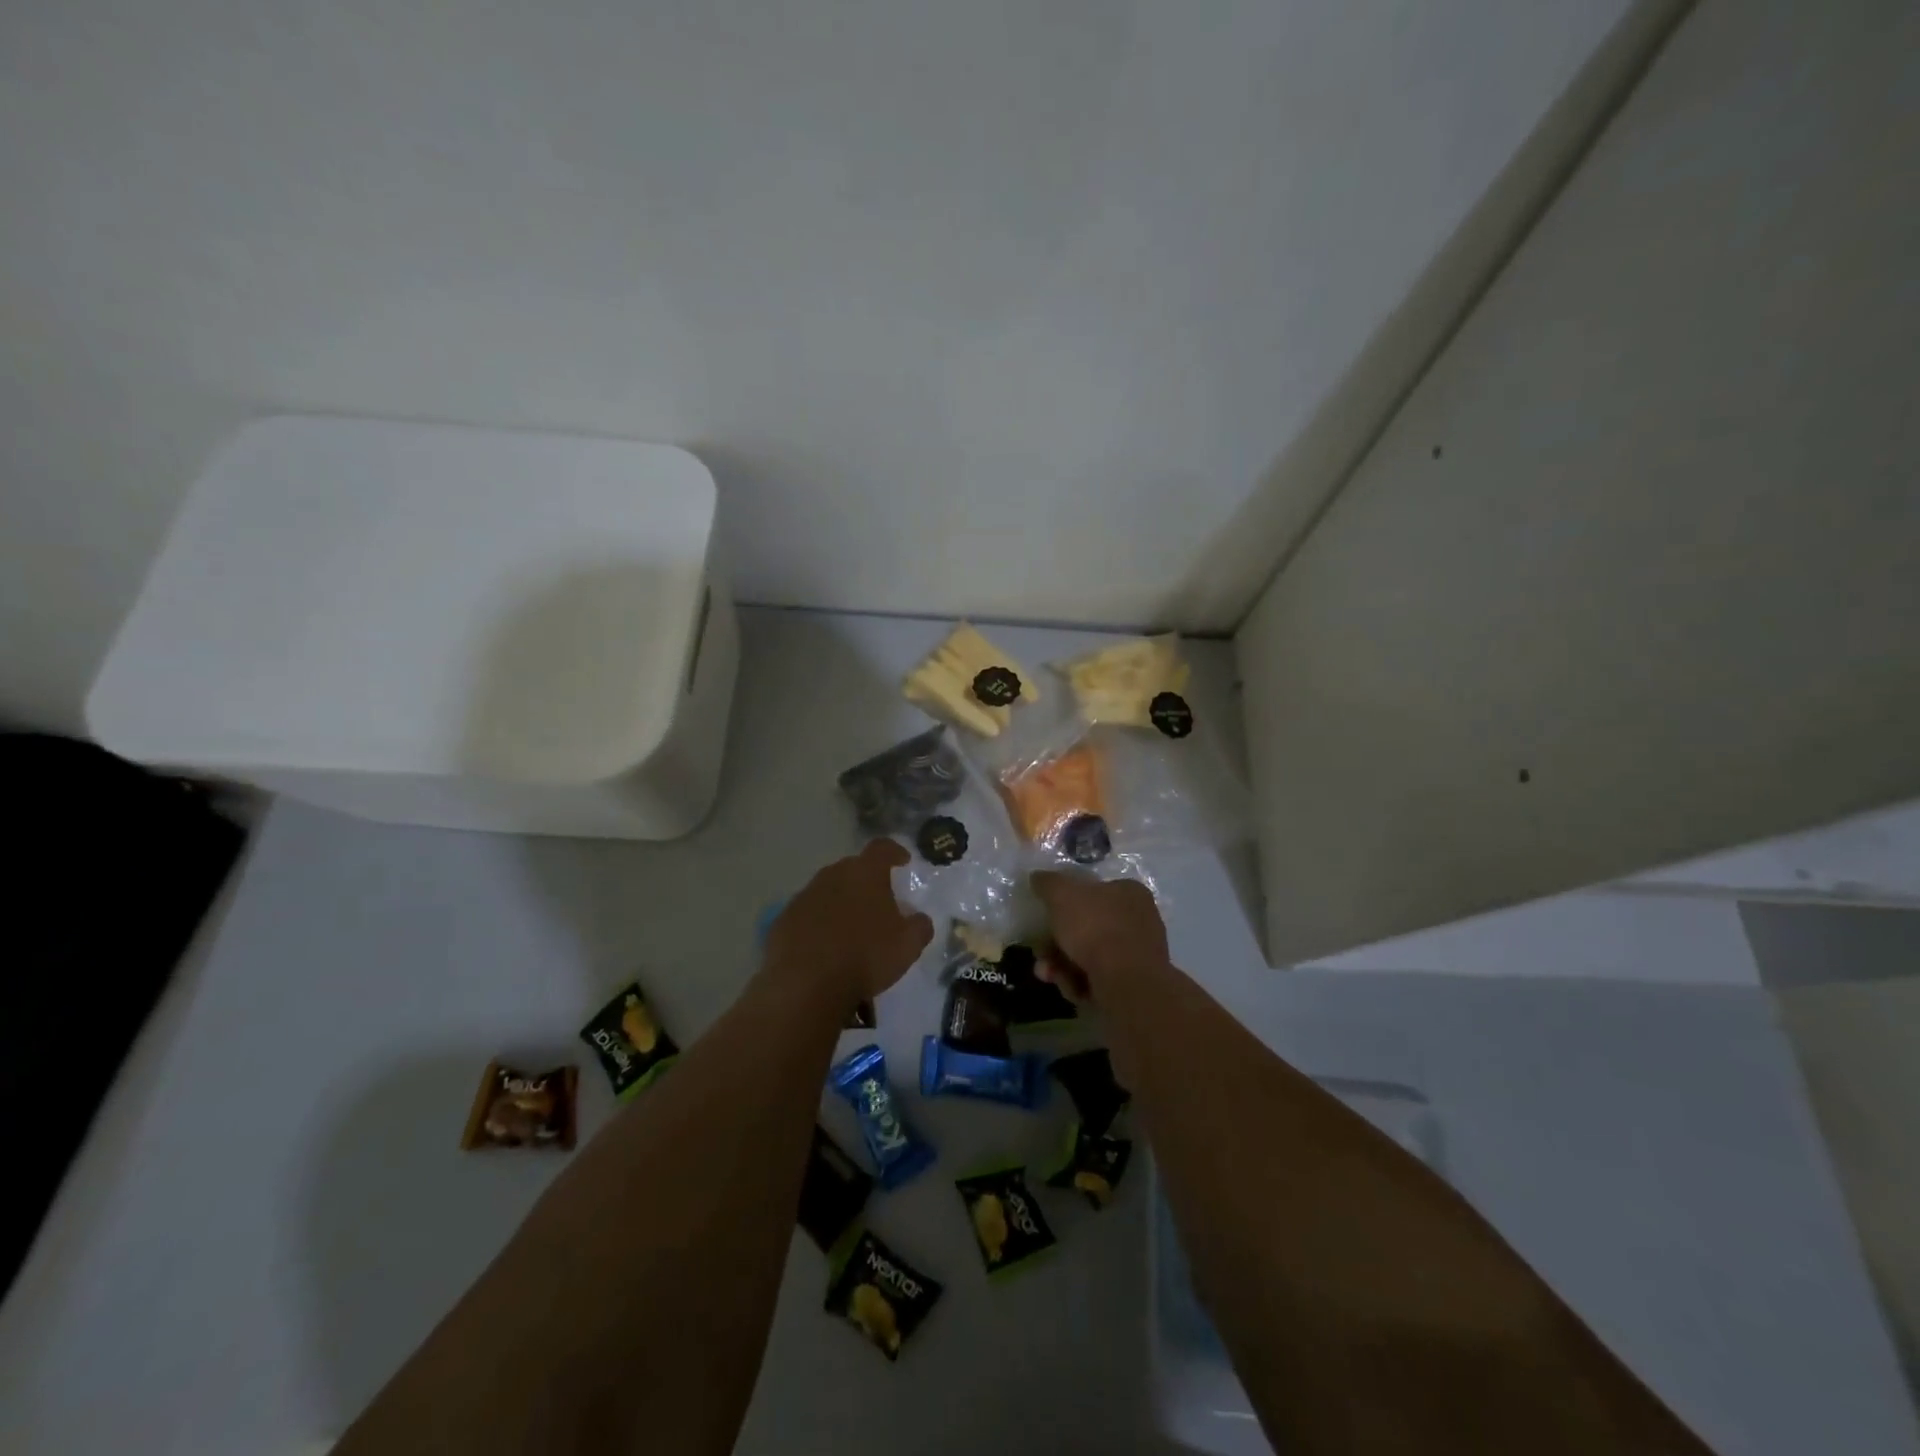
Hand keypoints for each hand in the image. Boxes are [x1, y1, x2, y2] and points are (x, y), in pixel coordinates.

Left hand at [767, 840, 932, 1006]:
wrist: (806, 985)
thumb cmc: (865, 957)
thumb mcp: (908, 945)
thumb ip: (919, 926)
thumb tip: (919, 918)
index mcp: (865, 873)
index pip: (882, 848)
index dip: (895, 852)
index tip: (903, 861)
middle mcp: (832, 875)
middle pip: (852, 868)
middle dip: (866, 880)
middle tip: (878, 902)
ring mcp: (804, 896)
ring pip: (828, 891)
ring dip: (841, 902)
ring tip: (851, 928)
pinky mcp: (784, 920)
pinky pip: (808, 914)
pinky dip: (818, 923)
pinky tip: (825, 947)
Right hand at [1031, 871, 1170, 1003]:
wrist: (1128, 985)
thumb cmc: (1096, 928)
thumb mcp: (1063, 894)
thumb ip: (1048, 883)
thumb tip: (1037, 877)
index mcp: (1130, 893)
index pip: (1094, 890)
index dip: (1065, 903)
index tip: (1045, 915)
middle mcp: (1138, 921)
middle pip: (1086, 927)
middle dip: (1056, 942)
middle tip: (1041, 951)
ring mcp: (1137, 955)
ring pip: (1088, 956)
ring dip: (1061, 965)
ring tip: (1048, 973)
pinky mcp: (1132, 985)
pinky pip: (1097, 979)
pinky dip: (1079, 983)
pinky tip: (1071, 987)